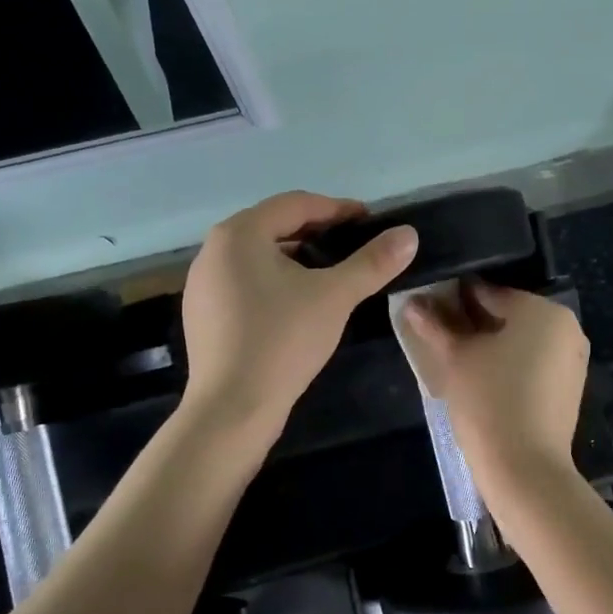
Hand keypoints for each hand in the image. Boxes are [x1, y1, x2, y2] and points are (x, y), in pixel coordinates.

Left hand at [180, 191, 418, 434]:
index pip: (296, 204)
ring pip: (259, 256)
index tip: (370, 221)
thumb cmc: (282, 340)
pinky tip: (298, 303)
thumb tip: (409, 234)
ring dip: (297, 256)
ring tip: (331, 272)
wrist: (232, 409)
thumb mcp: (335, 296)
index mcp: (239, 234)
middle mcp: (213, 250)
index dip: (337, 208)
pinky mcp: (203, 314)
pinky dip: (275, 281)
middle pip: (274, 226)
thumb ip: (372, 262)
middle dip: (317, 231)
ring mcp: (203, 284)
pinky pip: (245, 282)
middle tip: (354, 244)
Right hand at [397, 283, 588, 473]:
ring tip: (456, 358)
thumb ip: (435, 325)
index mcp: (542, 309)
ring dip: (491, 344)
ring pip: (521, 340)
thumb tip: (412, 302)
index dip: (455, 299)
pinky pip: (534, 362)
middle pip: (508, 315)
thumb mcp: (455, 358)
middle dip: (473, 322)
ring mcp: (572, 359)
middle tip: (439, 334)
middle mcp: (565, 327)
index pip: (489, 293)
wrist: (526, 469)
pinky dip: (509, 364)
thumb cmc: (489, 400)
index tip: (430, 308)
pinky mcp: (570, 387)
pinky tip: (482, 378)